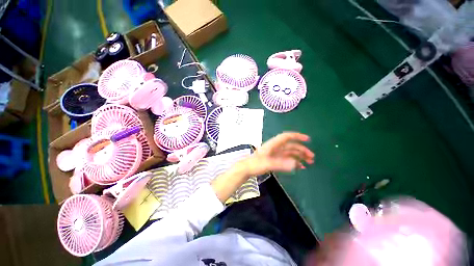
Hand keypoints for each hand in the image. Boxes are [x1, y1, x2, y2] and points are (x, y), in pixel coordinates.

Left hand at [242, 132, 313, 175]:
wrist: (247, 168)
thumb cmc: (255, 164)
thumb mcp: (267, 163)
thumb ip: (281, 163)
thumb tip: (296, 163)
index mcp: (273, 144)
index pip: (286, 137)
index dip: (297, 136)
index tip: (307, 139)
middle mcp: (275, 148)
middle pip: (291, 146)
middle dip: (302, 150)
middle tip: (312, 157)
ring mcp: (275, 154)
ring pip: (290, 152)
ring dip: (300, 156)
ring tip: (309, 163)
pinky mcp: (275, 160)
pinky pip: (287, 159)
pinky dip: (294, 162)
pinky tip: (300, 166)